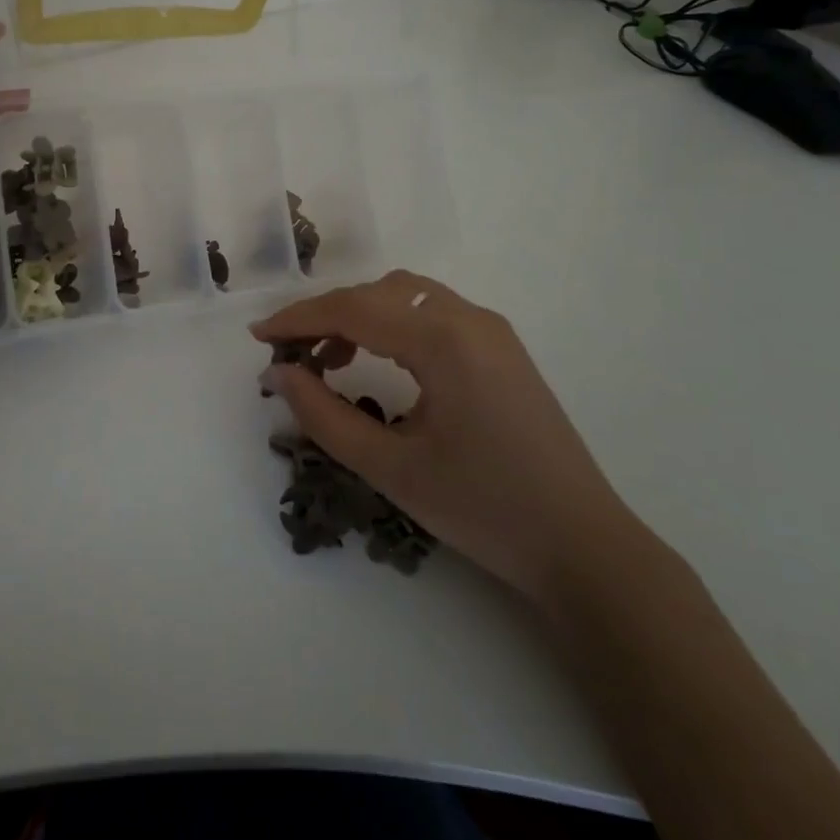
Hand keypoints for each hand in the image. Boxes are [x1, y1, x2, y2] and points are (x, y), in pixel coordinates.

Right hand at [252, 270, 640, 602]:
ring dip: (359, 315)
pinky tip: (376, 361)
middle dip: (326, 315)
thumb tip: (279, 374)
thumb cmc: (483, 510)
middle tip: (288, 353)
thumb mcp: (391, 468)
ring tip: (328, 360)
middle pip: (377, 293)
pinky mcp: (500, 347)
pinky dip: (392, 324)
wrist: (582, 546)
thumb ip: (324, 416)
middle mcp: (468, 318)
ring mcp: (490, 330)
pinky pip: (431, 313)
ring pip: (405, 296)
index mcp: (444, 340)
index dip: (299, 319)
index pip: (354, 310)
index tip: (258, 337)